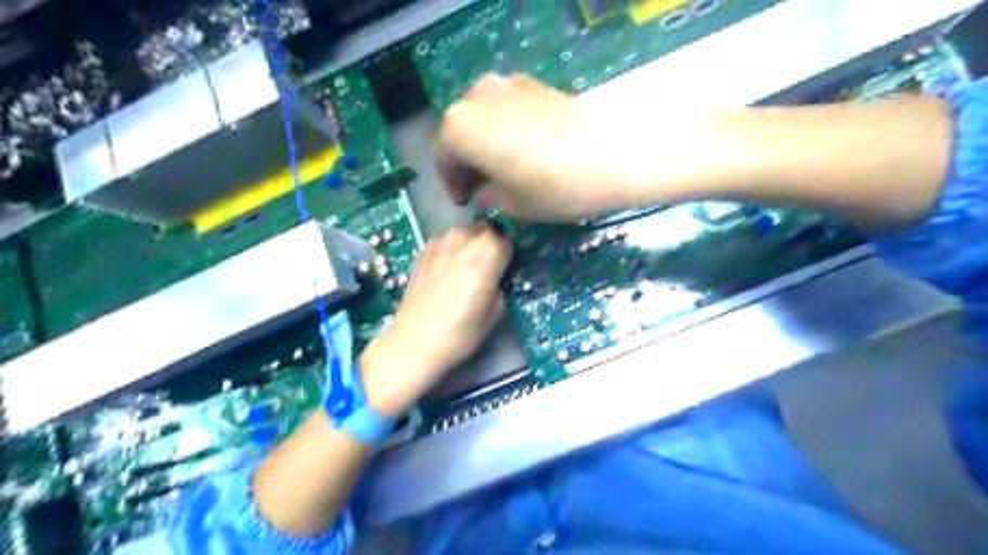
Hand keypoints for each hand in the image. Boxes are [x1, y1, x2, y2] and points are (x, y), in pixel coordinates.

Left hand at [358, 225, 509, 415]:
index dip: (508, 256)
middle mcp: (464, 239)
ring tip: (462, 271)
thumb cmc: (461, 332)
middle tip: (485, 270)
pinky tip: (444, 272)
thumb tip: (498, 275)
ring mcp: (440, 241)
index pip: (508, 241)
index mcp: (487, 253)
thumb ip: (501, 284)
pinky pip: (445, 241)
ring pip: (464, 233)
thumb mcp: (495, 311)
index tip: (504, 271)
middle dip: (489, 245)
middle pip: (486, 231)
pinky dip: (450, 250)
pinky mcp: (422, 250)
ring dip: (468, 245)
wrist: (414, 342)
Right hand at [437, 72, 654, 221]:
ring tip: (502, 167)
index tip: (465, 200)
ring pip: (482, 117)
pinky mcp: (532, 82)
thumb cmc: (557, 187)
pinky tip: (523, 148)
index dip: (452, 183)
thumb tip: (482, 187)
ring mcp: (506, 83)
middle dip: (467, 161)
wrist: (614, 155)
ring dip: (484, 142)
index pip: (444, 157)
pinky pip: (504, 108)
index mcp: (461, 128)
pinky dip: (504, 127)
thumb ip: (486, 194)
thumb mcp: (512, 204)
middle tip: (482, 186)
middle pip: (460, 132)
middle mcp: (476, 97)